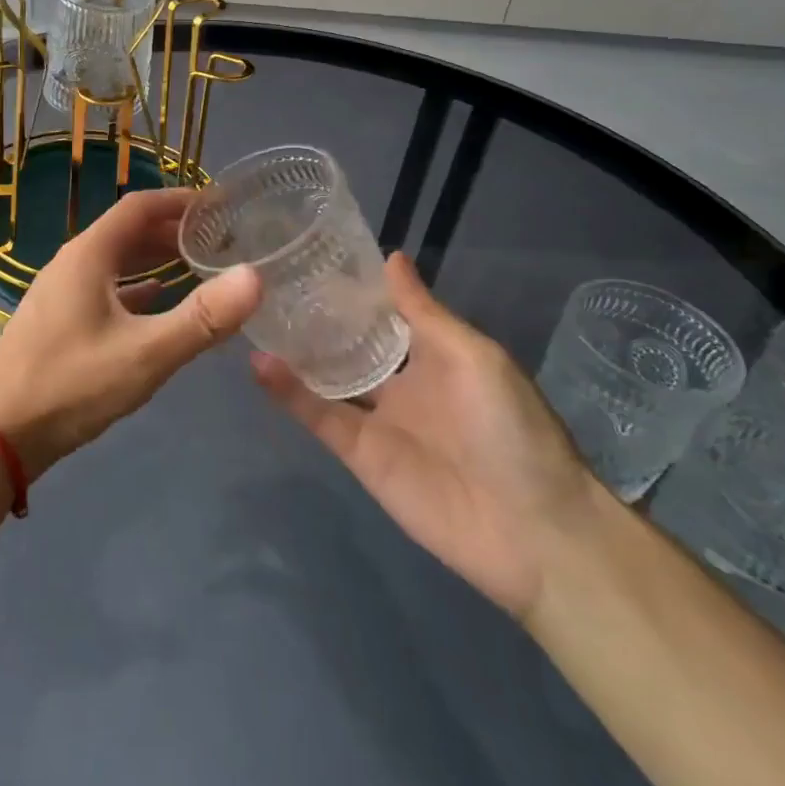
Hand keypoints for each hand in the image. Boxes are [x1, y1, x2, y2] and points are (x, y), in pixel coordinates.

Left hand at [0, 188, 260, 479]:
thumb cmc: (70, 385)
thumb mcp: (145, 354)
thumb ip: (202, 318)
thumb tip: (255, 276)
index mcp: (88, 255)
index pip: (139, 206)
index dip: (180, 199)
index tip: (220, 204)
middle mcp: (72, 264)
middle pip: (127, 232)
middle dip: (172, 230)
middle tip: (218, 238)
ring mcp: (60, 294)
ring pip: (115, 262)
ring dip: (153, 258)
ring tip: (195, 265)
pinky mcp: (56, 322)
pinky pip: (104, 290)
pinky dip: (134, 288)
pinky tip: (154, 302)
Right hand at [251, 252, 603, 619]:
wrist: (532, 530)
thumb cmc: (510, 427)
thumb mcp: (473, 356)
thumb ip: (423, 312)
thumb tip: (391, 257)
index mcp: (434, 355)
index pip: (384, 315)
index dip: (353, 290)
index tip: (312, 255)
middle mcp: (401, 383)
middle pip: (349, 345)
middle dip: (315, 318)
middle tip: (268, 280)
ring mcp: (377, 419)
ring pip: (325, 378)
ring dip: (293, 352)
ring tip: (251, 314)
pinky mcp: (358, 454)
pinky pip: (319, 416)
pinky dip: (288, 392)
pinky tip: (259, 363)